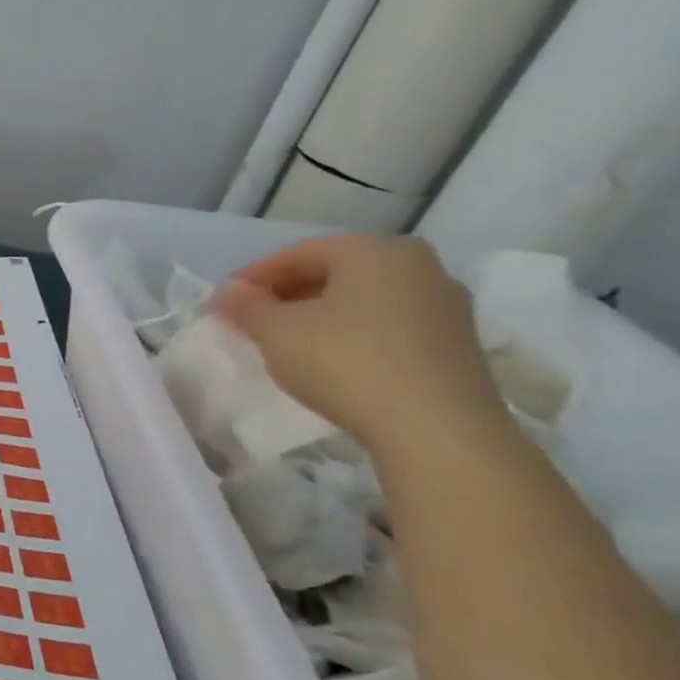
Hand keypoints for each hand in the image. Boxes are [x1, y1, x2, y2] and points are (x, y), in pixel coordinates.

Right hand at [209, 234, 506, 454]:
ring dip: (319, 315)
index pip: (297, 254)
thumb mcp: (275, 331)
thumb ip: (246, 306)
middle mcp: (417, 266)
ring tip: (285, 343)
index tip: (223, 304)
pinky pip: (388, 326)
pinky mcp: (456, 345)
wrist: (437, 429)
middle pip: (334, 273)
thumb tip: (228, 292)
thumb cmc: (345, 361)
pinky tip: (329, 361)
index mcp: (373, 250)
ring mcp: (445, 306)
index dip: (253, 278)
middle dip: (287, 295)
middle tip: (251, 321)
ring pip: (362, 300)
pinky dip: (351, 335)